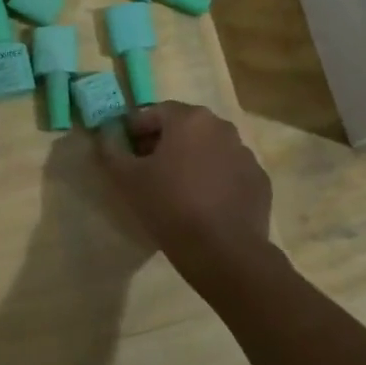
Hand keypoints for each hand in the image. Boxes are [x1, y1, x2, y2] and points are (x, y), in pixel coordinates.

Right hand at [94, 102, 275, 278]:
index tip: (125, 153)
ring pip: (209, 149)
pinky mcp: (259, 180)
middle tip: (147, 171)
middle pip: (184, 128)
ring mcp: (245, 153)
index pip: (154, 112)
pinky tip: (204, 204)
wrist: (224, 252)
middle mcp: (221, 127)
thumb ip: (111, 150)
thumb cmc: (170, 207)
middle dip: (163, 143)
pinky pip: (229, 172)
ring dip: (191, 160)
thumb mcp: (127, 179)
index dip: (135, 130)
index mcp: (190, 119)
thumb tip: (106, 134)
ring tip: (176, 190)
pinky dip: (214, 179)